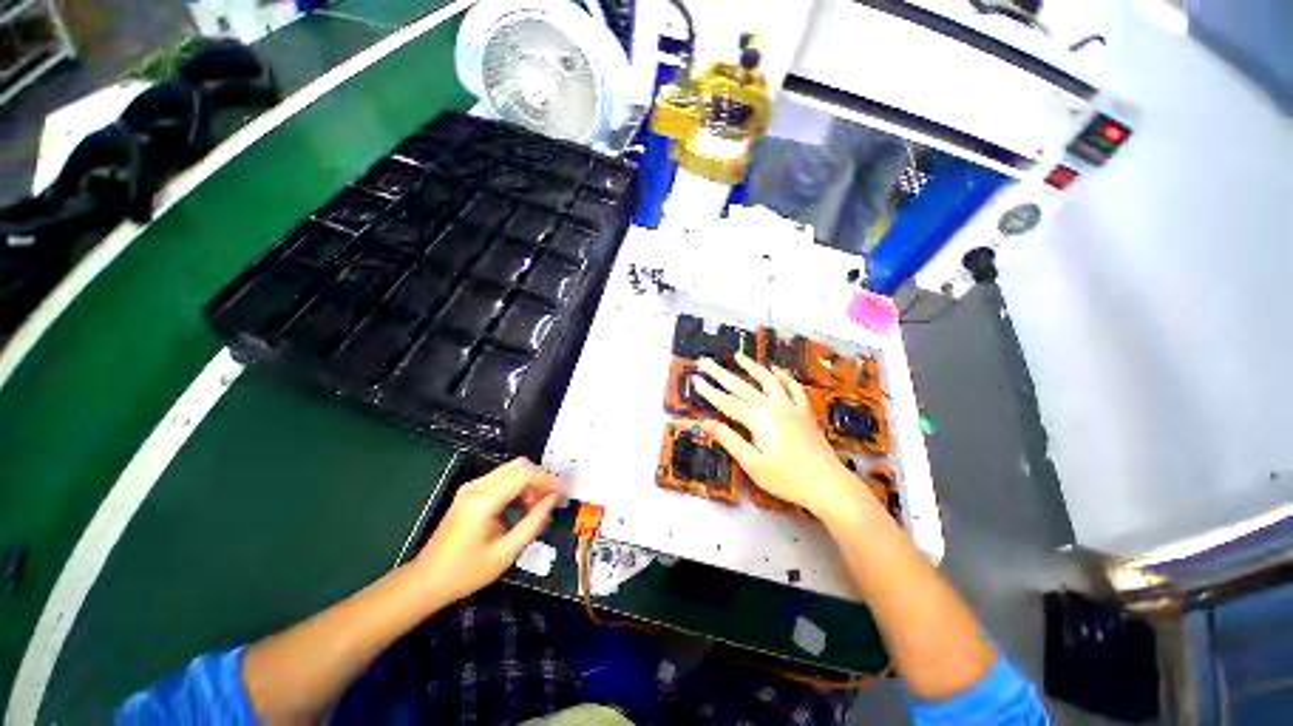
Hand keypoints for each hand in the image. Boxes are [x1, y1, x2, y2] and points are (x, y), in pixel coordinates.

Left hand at [413, 458, 562, 601]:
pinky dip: (517, 487)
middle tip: (549, 501)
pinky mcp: (470, 493)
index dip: (547, 480)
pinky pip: (502, 479)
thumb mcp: (506, 553)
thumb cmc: (465, 573)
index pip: (524, 474)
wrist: (426, 582)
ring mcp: (471, 487)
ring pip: (511, 469)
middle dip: (539, 479)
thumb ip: (533, 522)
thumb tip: (553, 500)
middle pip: (519, 465)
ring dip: (529, 483)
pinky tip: (521, 508)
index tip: (562, 493)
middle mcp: (477, 486)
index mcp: (483, 501)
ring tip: (535, 509)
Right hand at [692, 353, 874, 517]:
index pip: (726, 401)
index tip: (695, 379)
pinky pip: (794, 388)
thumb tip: (706, 422)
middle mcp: (773, 406)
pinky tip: (777, 369)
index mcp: (758, 418)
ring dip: (752, 367)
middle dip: (721, 373)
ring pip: (768, 380)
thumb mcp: (753, 463)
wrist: (828, 484)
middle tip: (706, 361)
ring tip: (738, 356)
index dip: (709, 390)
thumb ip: (729, 440)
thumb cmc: (786, 478)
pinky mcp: (804, 412)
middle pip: (742, 386)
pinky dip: (784, 377)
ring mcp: (791, 406)